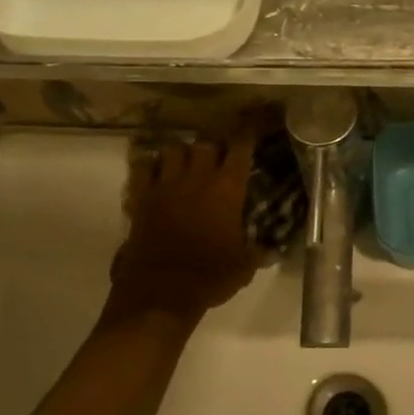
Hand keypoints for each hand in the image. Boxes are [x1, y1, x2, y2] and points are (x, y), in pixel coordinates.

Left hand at [107, 130, 257, 325]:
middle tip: (218, 156)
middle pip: (205, 142)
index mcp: (227, 188)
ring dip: (181, 152)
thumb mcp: (244, 266)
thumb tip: (272, 249)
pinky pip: (142, 167)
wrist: (160, 292)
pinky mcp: (142, 197)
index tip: (254, 122)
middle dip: (213, 145)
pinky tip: (155, 174)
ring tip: (185, 163)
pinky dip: (149, 166)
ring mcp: (166, 184)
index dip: (248, 131)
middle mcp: (197, 177)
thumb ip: (258, 251)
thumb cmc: (209, 276)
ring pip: (173, 148)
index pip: (241, 146)